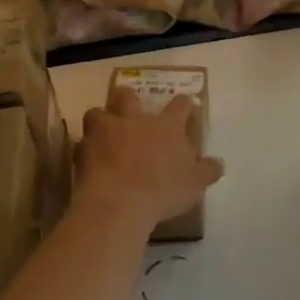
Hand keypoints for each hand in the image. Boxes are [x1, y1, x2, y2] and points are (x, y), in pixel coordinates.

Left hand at [76, 88, 224, 232]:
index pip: (180, 105)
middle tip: (131, 108)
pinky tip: (89, 160)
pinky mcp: (83, 149)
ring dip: (101, 119)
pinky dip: (86, 149)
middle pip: (128, 95)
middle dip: (128, 98)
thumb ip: (207, 170)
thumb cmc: (163, 190)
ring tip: (103, 132)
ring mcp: (105, 132)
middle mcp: (135, 120)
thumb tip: (217, 163)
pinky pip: (82, 143)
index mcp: (166, 126)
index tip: (186, 107)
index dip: (184, 105)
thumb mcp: (195, 184)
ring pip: (97, 112)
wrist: (118, 203)